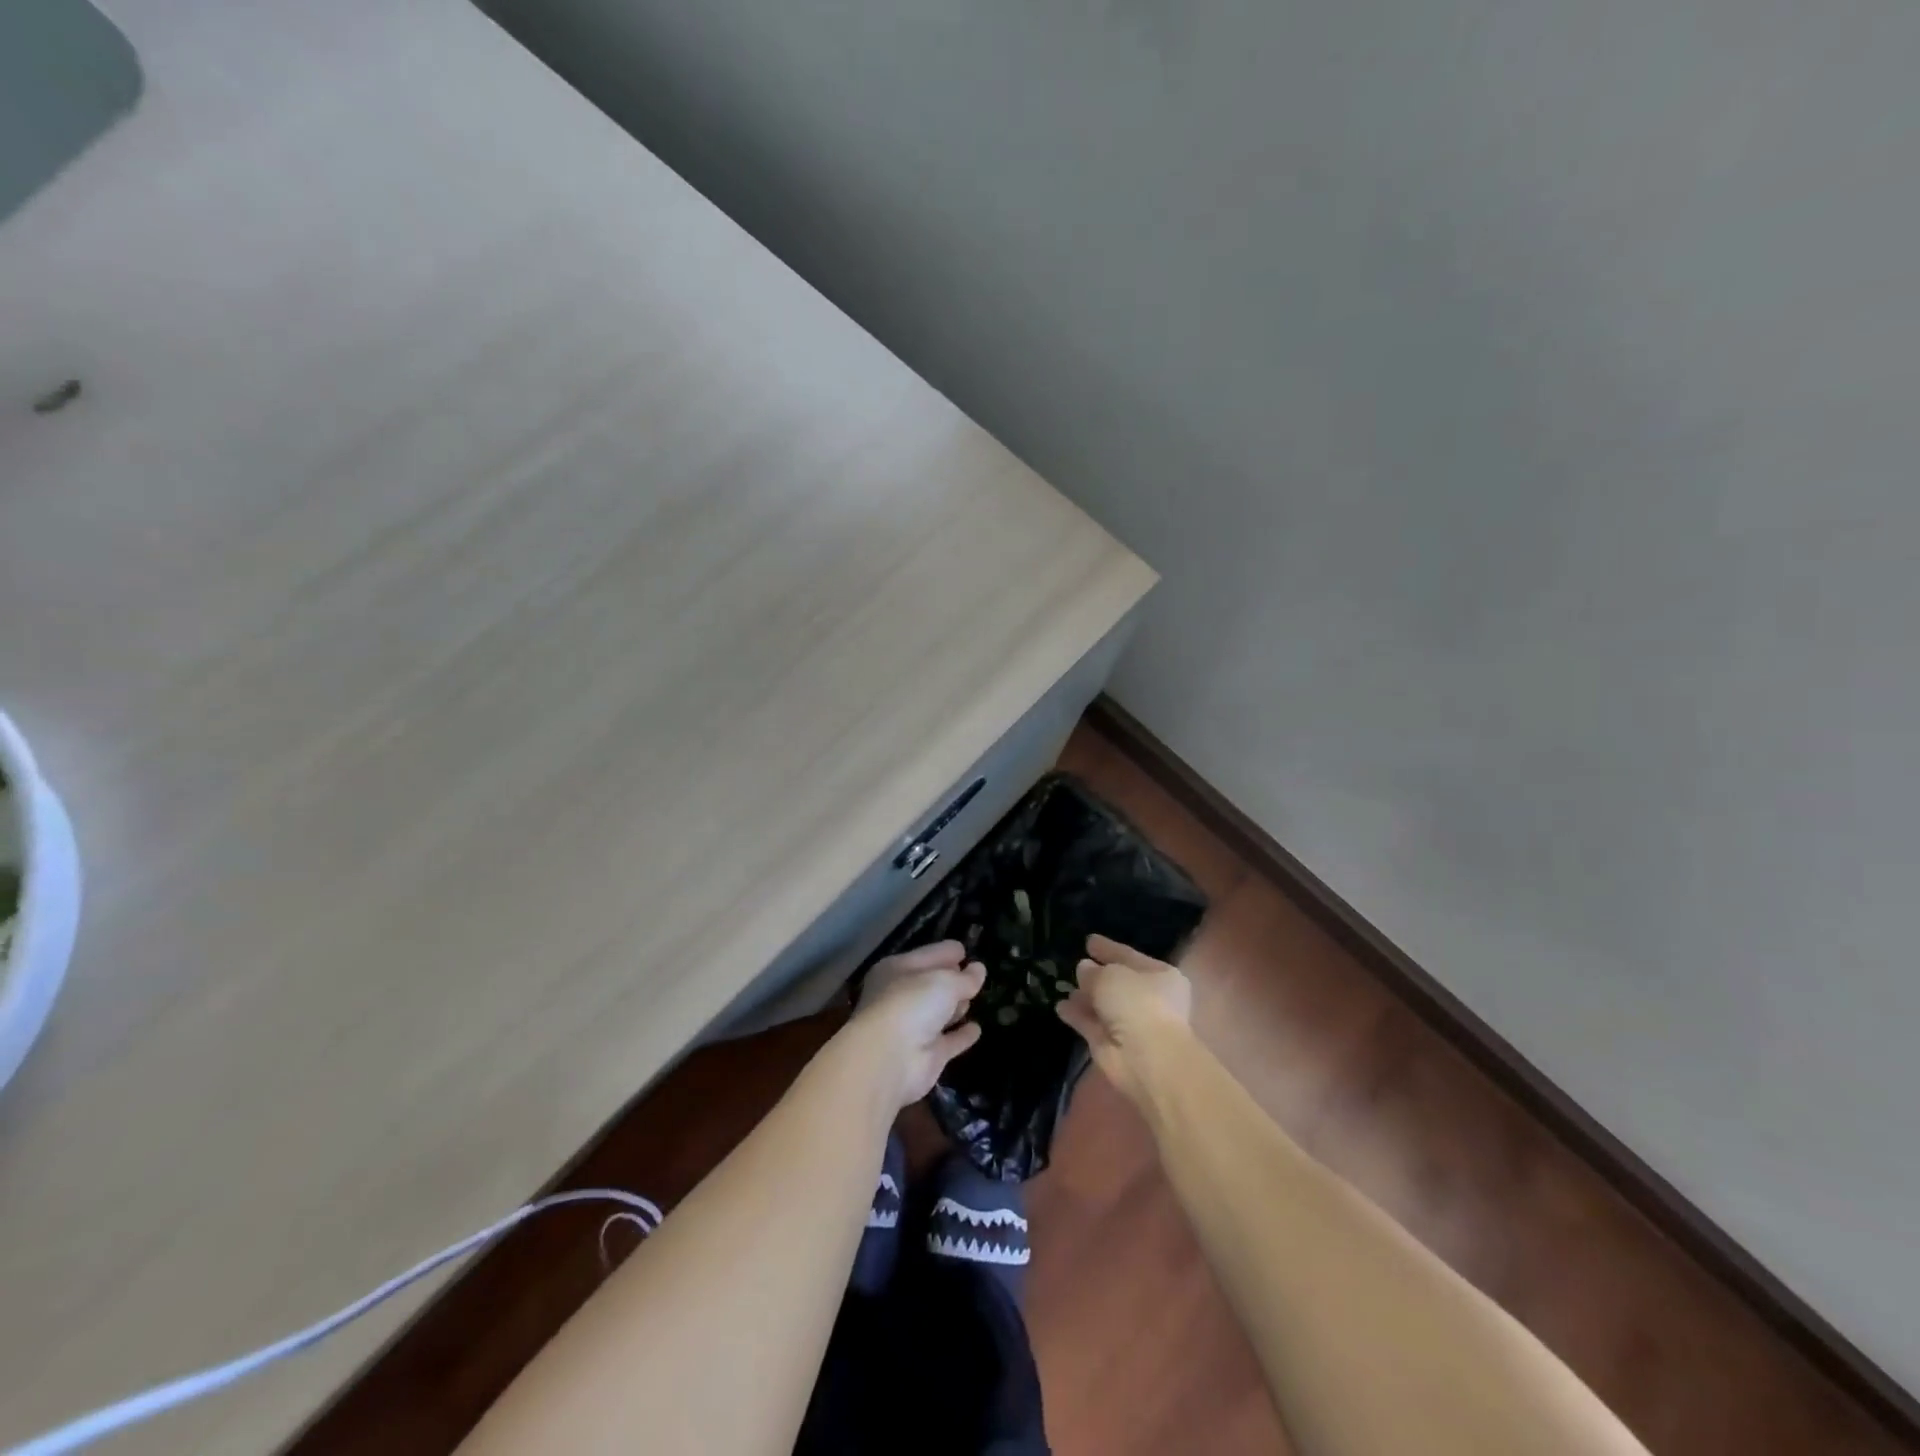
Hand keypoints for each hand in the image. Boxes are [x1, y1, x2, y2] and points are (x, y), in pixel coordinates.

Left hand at [850, 941, 987, 1107]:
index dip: (945, 952)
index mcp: (897, 971)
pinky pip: (949, 1040)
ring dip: (956, 1006)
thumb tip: (979, 970)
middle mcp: (902, 997)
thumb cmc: (911, 1004)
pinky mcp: (927, 1055)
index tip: (965, 950)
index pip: (926, 955)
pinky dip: (962, 1035)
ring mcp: (914, 1028)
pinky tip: (976, 1029)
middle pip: (931, 984)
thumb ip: (964, 977)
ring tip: (976, 997)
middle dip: (952, 978)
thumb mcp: (944, 981)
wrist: (889, 1060)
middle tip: (974, 974)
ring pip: (939, 1012)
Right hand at [1057, 934, 1191, 1103]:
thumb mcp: (1111, 976)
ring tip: (1064, 986)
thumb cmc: (1138, 1004)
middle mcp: (1149, 999)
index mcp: (1160, 976)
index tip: (1089, 941)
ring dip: (1085, 997)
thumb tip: (1084, 969)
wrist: (1147, 1058)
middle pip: (1118, 983)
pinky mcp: (1112, 1046)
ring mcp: (1131, 1024)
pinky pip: (1091, 1024)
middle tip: (1076, 966)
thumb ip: (1094, 972)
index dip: (1109, 949)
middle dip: (1096, 975)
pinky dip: (1077, 1016)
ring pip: (1103, 1005)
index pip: (1129, 956)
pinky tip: (1060, 1006)